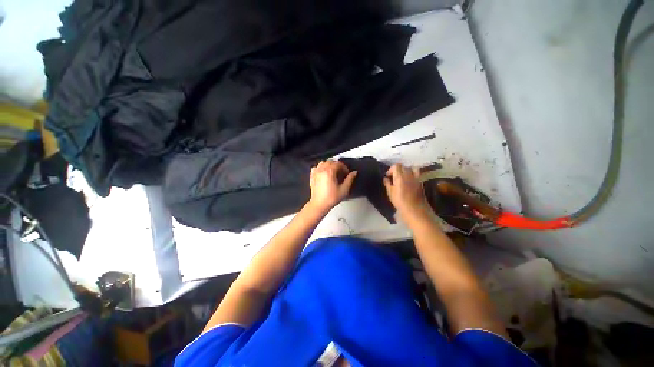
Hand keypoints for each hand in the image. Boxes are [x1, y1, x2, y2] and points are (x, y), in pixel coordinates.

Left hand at [308, 160, 356, 212]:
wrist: (319, 205)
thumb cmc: (331, 198)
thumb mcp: (344, 189)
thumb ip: (350, 179)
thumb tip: (354, 172)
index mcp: (329, 171)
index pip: (338, 164)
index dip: (344, 167)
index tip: (347, 173)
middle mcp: (322, 170)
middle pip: (331, 161)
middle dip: (337, 165)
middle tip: (341, 173)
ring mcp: (316, 172)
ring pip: (323, 163)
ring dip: (329, 165)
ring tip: (333, 172)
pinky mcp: (312, 176)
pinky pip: (316, 167)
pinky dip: (321, 168)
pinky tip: (324, 173)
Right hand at [383, 164, 430, 220]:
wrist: (415, 209)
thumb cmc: (400, 201)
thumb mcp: (390, 193)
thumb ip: (387, 184)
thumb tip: (385, 178)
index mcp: (399, 176)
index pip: (396, 166)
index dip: (391, 170)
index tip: (388, 176)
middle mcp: (408, 174)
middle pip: (403, 166)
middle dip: (397, 170)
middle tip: (394, 177)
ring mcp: (416, 177)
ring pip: (411, 168)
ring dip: (406, 170)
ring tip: (403, 176)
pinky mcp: (421, 181)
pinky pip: (417, 173)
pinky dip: (413, 173)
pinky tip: (410, 180)